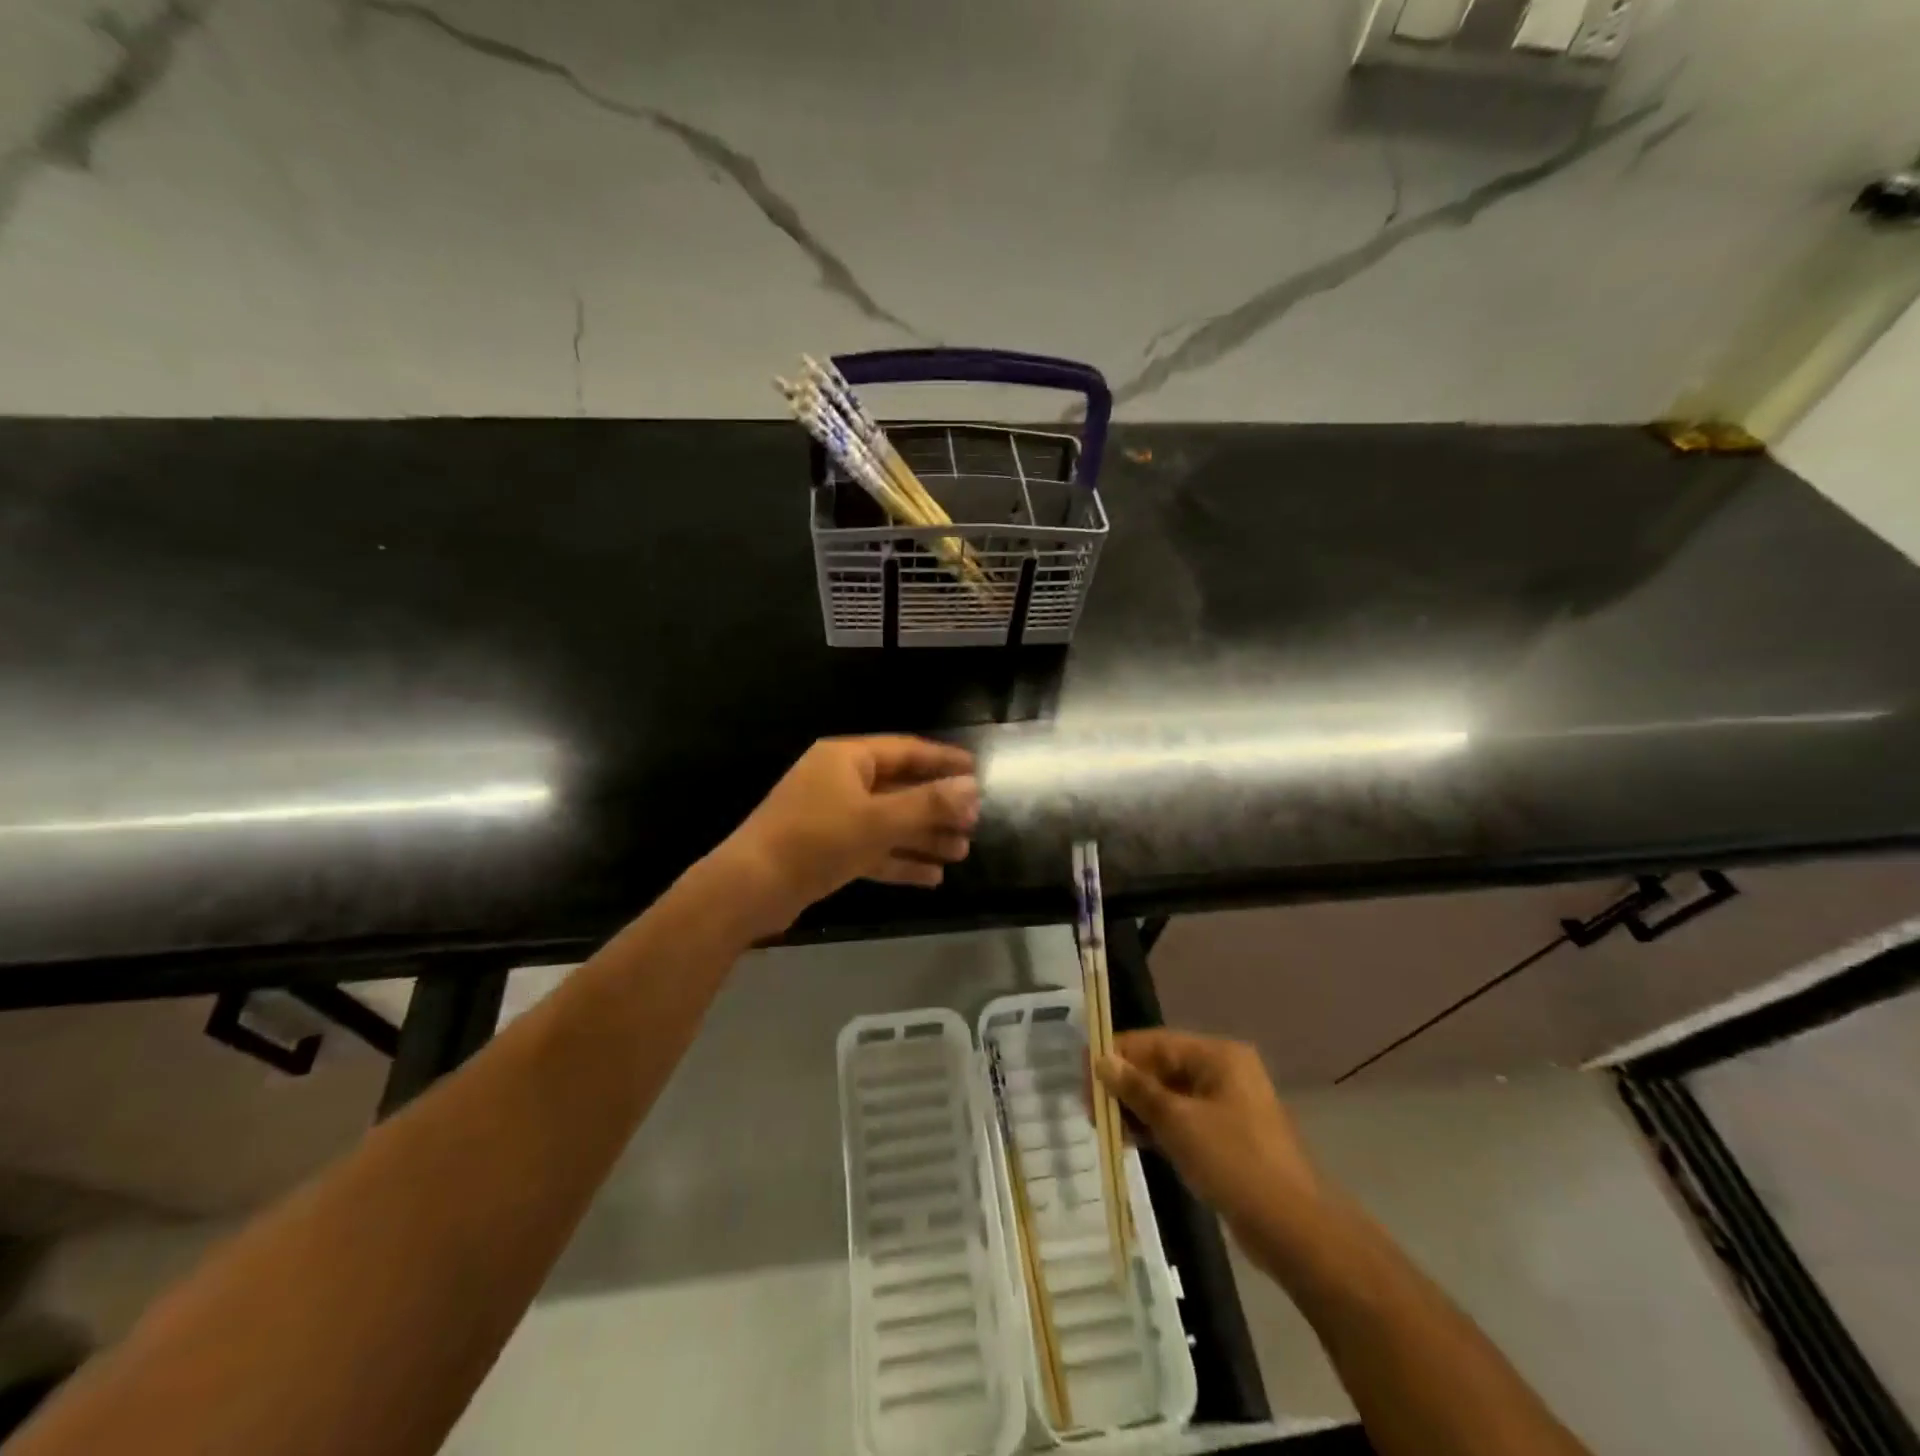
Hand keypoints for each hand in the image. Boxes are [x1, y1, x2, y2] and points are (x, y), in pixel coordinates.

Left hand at [719, 736, 978, 934]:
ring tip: (961, 851)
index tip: (977, 772)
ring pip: (888, 822)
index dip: (943, 761)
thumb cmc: (816, 840)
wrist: (750, 888)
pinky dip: (899, 860)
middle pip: (899, 788)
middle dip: (937, 807)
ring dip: (923, 836)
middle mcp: (839, 781)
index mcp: (847, 758)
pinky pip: (872, 848)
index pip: (906, 751)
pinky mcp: (826, 850)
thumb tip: (972, 788)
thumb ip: (927, 804)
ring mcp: (831, 817)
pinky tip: (932, 877)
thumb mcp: (877, 820)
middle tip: (973, 822)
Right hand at [1097, 1029, 1320, 1230]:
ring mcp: (1227, 1105)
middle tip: (1091, 1108)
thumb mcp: (1178, 1122)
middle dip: (1126, 1085)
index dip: (1118, 1055)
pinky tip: (1132, 1142)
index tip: (1084, 1074)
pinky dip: (1158, 1128)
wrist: (1294, 1230)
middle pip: (1162, 1067)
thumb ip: (1137, 1090)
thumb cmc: (1235, 1162)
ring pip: (1170, 1096)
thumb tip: (1102, 1061)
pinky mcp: (1227, 1137)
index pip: (1156, 1042)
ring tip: (1107, 1128)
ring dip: (1139, 1108)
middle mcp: (1223, 1071)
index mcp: (1218, 1055)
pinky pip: (1183, 1120)